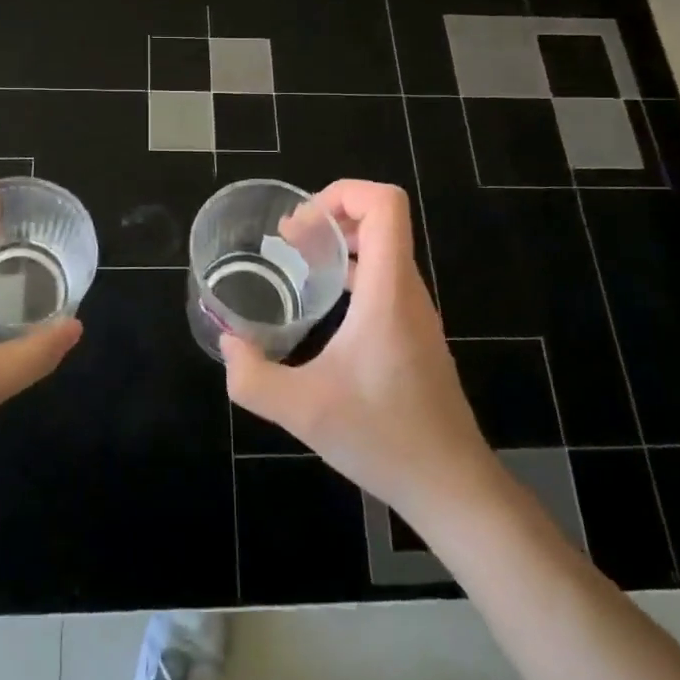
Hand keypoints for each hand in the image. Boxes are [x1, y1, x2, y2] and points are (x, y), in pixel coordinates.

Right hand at [221, 180, 497, 523]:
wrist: (452, 486)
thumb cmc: (384, 438)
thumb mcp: (304, 411)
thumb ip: (252, 378)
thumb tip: (228, 345)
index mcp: (388, 290)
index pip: (385, 204)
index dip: (342, 193)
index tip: (300, 224)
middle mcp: (407, 291)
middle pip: (381, 219)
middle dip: (331, 214)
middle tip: (288, 239)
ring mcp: (415, 313)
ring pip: (384, 249)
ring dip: (341, 242)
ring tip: (298, 258)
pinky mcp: (415, 335)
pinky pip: (385, 278)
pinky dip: (352, 270)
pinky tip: (323, 302)